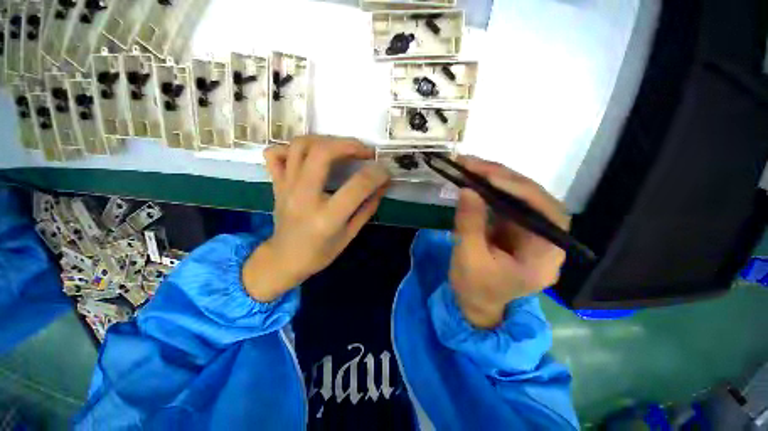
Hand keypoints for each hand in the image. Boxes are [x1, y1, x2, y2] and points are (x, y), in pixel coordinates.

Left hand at [243, 136, 390, 301]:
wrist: (284, 259)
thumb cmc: (320, 252)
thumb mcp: (350, 234)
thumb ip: (368, 207)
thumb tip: (382, 185)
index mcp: (327, 217)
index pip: (357, 186)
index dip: (377, 174)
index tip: (385, 172)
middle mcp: (304, 197)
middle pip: (322, 153)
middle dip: (350, 145)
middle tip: (365, 151)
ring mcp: (286, 187)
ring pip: (300, 146)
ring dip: (325, 140)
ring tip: (341, 148)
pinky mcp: (276, 184)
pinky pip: (275, 154)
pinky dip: (292, 148)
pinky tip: (309, 155)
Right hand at [449, 156, 570, 328]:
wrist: (475, 301)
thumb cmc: (474, 287)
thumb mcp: (468, 258)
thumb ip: (469, 224)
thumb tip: (467, 189)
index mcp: (544, 255)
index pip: (544, 213)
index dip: (519, 190)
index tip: (488, 176)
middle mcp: (545, 238)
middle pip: (533, 198)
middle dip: (503, 178)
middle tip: (473, 164)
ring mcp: (530, 229)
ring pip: (520, 195)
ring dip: (495, 178)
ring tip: (471, 166)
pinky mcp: (515, 225)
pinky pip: (507, 200)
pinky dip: (490, 187)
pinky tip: (476, 179)